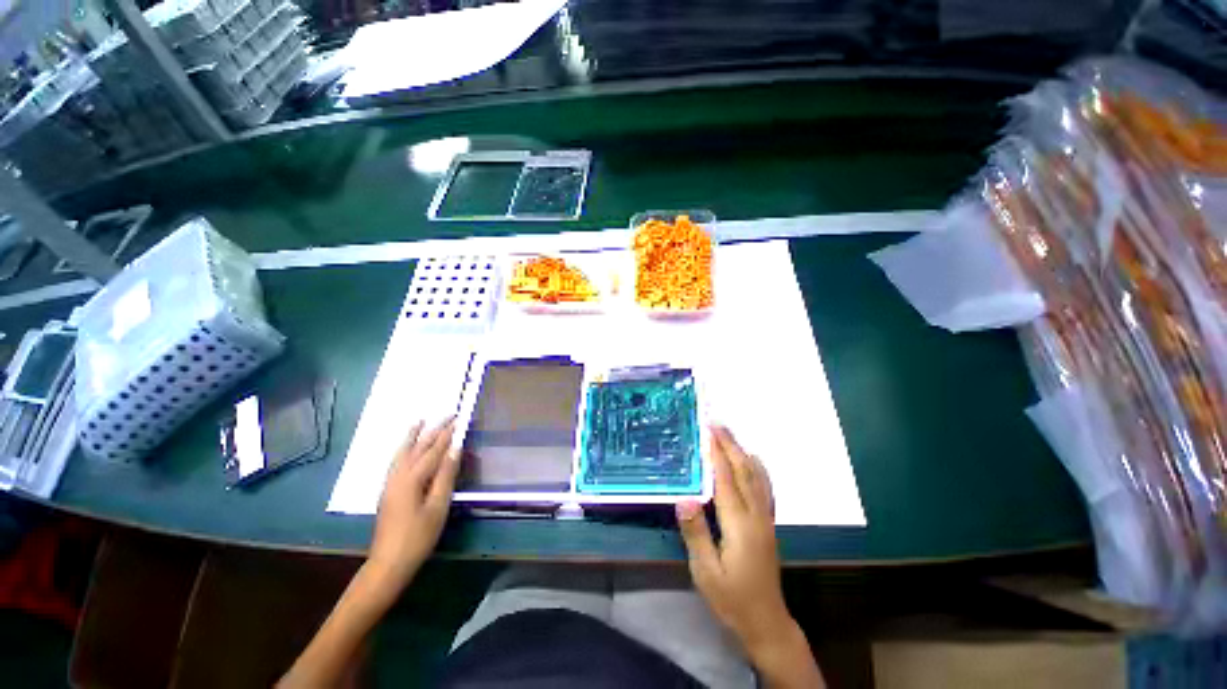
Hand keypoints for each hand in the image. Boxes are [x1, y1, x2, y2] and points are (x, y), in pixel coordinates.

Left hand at [369, 418, 458, 586]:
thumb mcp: (438, 506)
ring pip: (403, 453)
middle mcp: (399, 476)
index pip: (434, 450)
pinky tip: (406, 449)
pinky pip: (396, 462)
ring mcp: (390, 483)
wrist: (388, 563)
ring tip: (420, 421)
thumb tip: (455, 450)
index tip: (459, 419)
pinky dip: (403, 449)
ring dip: (413, 436)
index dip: (447, 434)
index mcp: (413, 479)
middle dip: (433, 430)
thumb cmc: (418, 536)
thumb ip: (446, 476)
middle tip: (447, 415)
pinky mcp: (387, 491)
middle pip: (418, 447)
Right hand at [676, 425, 792, 653]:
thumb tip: (684, 498)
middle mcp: (756, 515)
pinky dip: (758, 468)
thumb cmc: (732, 599)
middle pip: (744, 472)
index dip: (716, 453)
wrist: (766, 622)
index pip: (726, 480)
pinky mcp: (767, 524)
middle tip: (716, 423)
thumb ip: (696, 533)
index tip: (708, 431)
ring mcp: (765, 519)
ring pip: (756, 477)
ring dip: (742, 452)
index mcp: (739, 524)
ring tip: (729, 434)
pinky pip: (764, 488)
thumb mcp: (706, 572)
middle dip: (730, 445)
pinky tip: (753, 460)